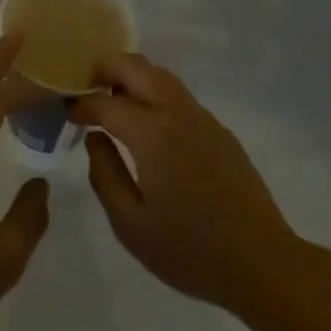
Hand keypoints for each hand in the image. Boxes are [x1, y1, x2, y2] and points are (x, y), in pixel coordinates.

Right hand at [71, 55, 302, 315]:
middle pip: (137, 67)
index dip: (81, 104)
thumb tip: (95, 138)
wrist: (262, 262)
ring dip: (134, 77)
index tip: (67, 113)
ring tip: (114, 100)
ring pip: (162, 76)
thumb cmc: (190, 250)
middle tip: (87, 88)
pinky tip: (151, 125)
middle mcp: (177, 113)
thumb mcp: (131, 225)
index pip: (106, 103)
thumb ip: (105, 175)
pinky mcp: (220, 131)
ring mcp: (203, 119)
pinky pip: (180, 96)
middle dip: (107, 69)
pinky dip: (156, 93)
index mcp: (152, 134)